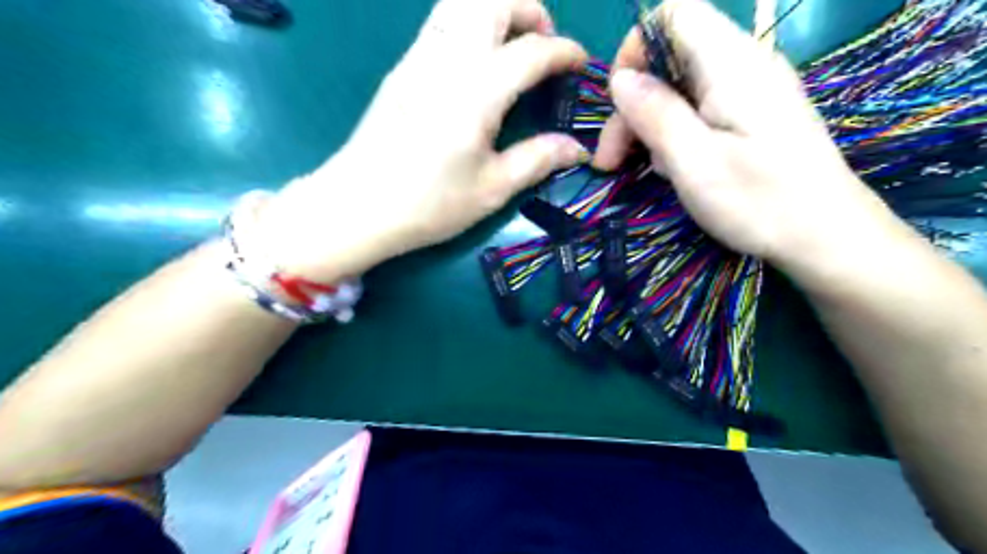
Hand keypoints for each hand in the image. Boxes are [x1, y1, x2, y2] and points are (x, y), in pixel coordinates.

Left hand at [258, 0, 589, 282]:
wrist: (358, 206)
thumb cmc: (429, 204)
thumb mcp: (492, 189)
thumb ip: (537, 160)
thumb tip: (575, 148)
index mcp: (477, 92)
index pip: (531, 51)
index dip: (564, 52)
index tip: (581, 64)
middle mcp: (448, 60)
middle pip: (492, 0)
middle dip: (528, 9)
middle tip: (543, 43)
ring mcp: (419, 58)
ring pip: (460, 2)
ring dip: (495, 9)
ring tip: (512, 45)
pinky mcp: (401, 68)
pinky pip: (440, 22)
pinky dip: (469, 23)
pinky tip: (476, 63)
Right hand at [593, 1, 895, 272]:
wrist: (825, 236)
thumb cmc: (760, 201)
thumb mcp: (695, 162)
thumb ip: (656, 114)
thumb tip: (621, 79)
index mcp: (731, 64)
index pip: (675, 13)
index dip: (636, 47)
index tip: (620, 100)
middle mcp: (742, 65)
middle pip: (669, 60)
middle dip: (632, 105)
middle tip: (610, 161)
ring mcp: (749, 91)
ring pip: (679, 88)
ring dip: (648, 125)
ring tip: (641, 170)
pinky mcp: (752, 116)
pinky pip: (698, 109)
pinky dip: (673, 133)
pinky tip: (672, 168)